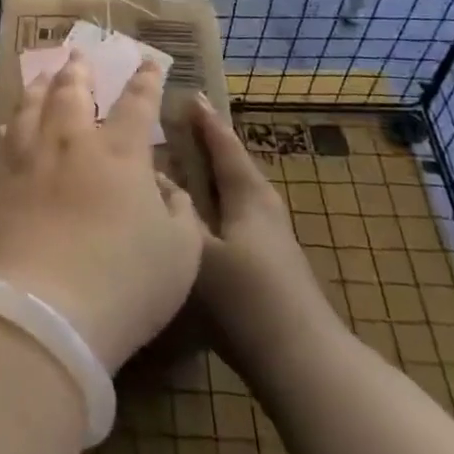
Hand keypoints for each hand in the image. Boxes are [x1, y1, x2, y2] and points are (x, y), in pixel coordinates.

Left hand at [0, 53, 205, 372]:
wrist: (44, 313)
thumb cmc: (124, 284)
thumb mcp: (181, 254)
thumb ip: (180, 213)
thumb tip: (167, 188)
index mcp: (120, 154)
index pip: (137, 104)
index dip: (145, 81)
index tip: (145, 61)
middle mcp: (71, 143)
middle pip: (71, 92)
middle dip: (78, 70)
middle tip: (77, 54)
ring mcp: (27, 160)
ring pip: (29, 108)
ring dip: (38, 86)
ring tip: (41, 75)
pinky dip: (6, 127)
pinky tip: (5, 124)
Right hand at [192, 96, 341, 387]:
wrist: (300, 359)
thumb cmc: (247, 297)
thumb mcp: (198, 251)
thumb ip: (174, 213)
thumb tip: (152, 177)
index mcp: (248, 193)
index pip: (223, 144)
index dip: (204, 120)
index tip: (188, 94)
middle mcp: (261, 206)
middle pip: (230, 164)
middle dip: (204, 144)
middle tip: (173, 126)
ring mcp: (267, 236)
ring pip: (231, 191)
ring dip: (206, 175)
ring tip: (175, 166)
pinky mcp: (265, 262)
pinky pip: (231, 214)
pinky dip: (211, 202)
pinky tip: (191, 217)